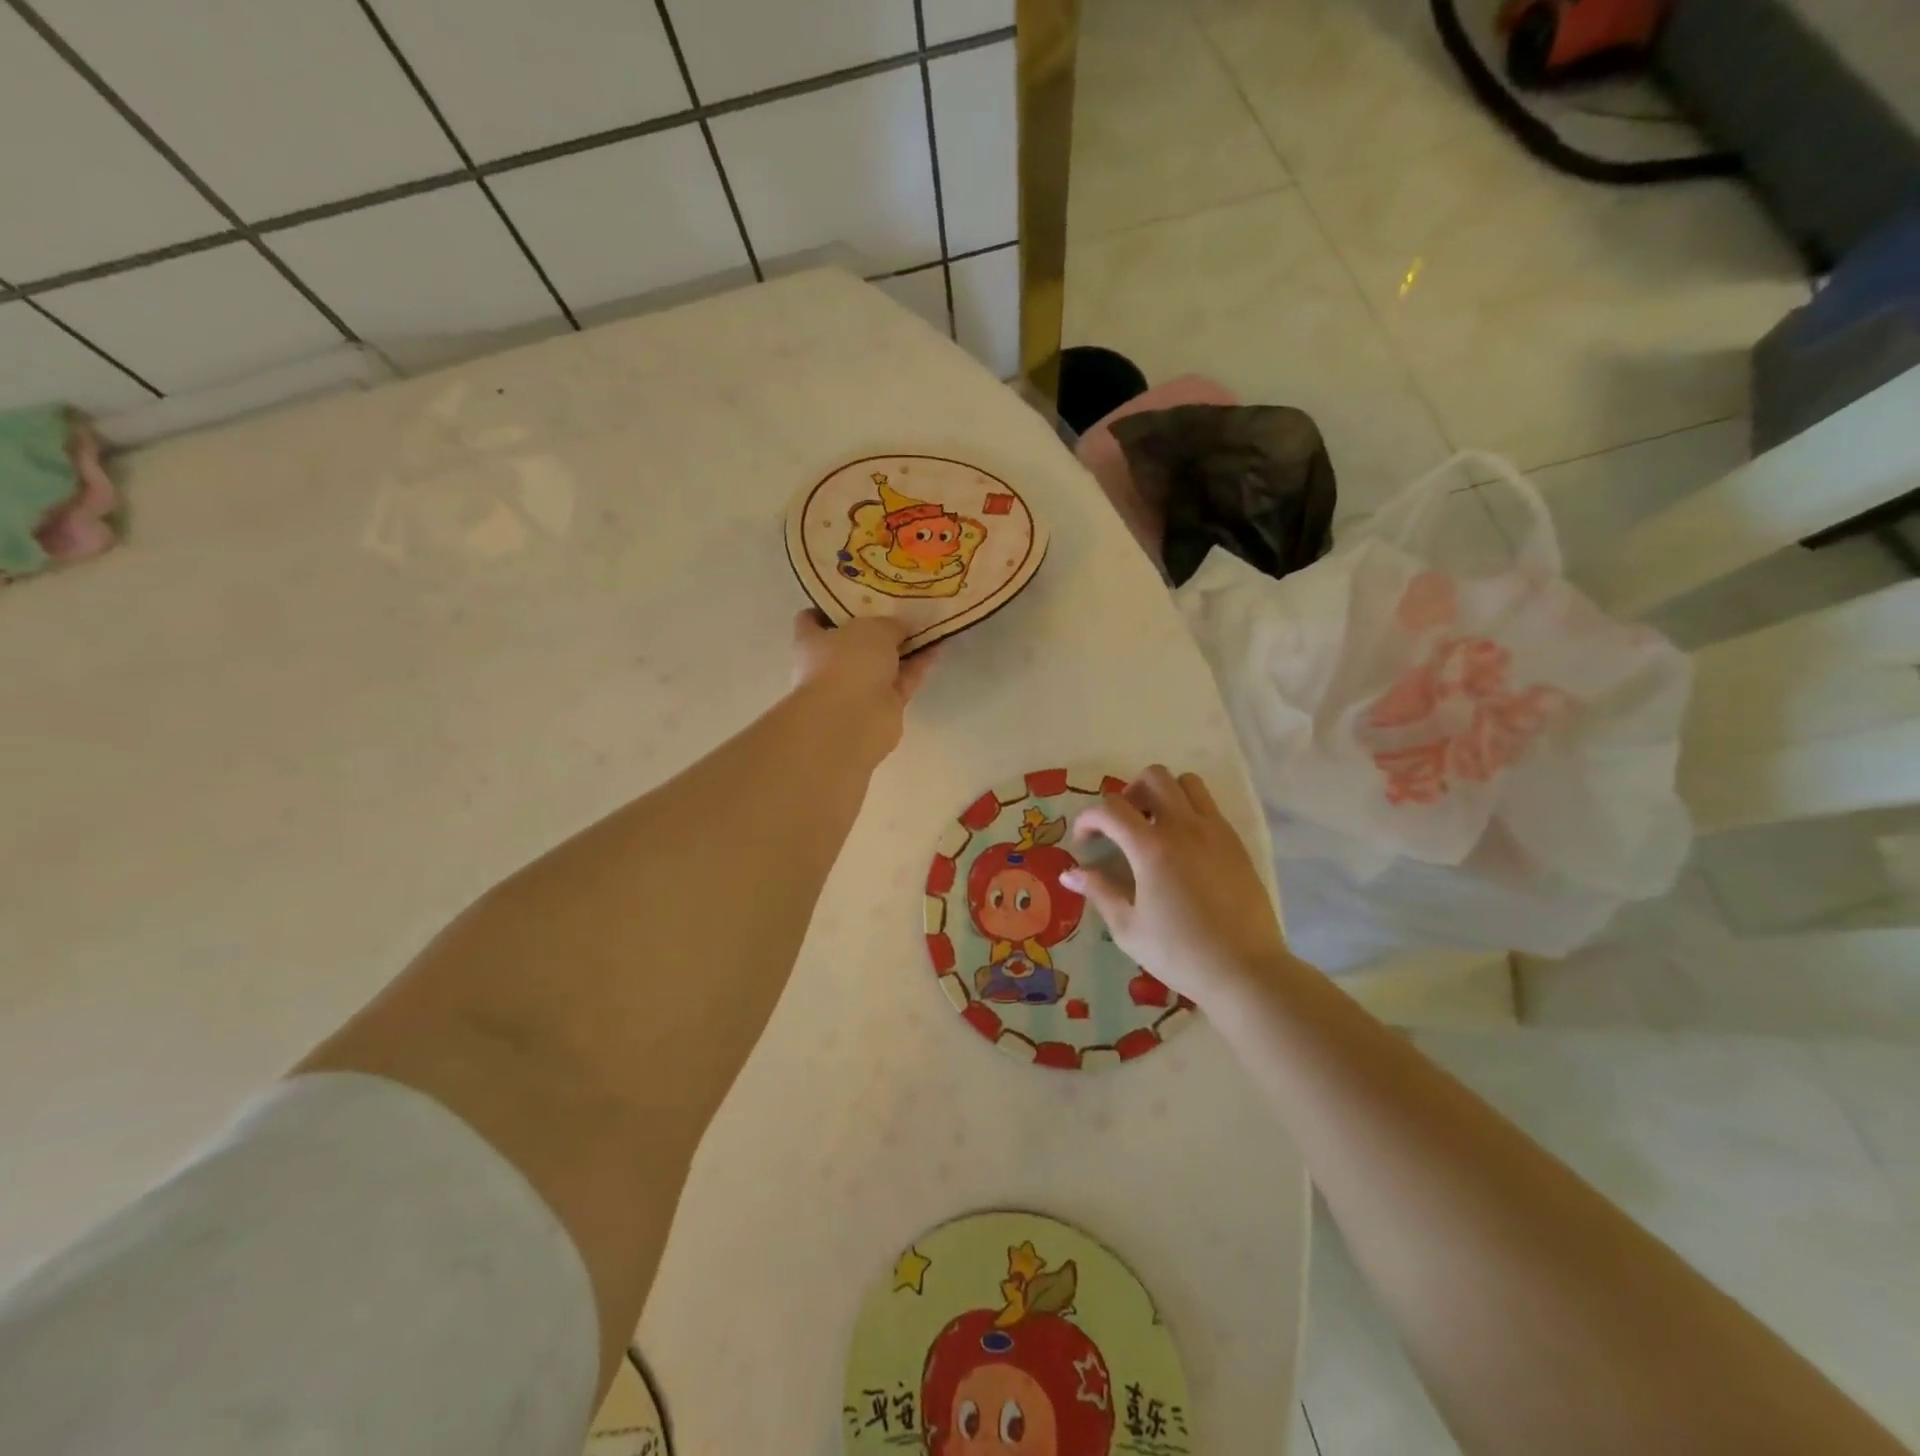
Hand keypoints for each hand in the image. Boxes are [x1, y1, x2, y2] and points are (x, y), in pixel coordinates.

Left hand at [789, 610, 936, 755]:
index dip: (829, 607)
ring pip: (883, 663)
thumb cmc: (848, 662)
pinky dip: (918, 666)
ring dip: (904, 647)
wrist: (854, 719)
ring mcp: (857, 688)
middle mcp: (831, 665)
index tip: (854, 594)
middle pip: (854, 642)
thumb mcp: (872, 628)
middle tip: (902, 606)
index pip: (811, 620)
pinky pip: (902, 680)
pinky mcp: (882, 707)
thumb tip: (902, 627)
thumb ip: (890, 624)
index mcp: (811, 642)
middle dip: (877, 627)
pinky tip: (938, 647)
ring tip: (928, 623)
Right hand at [1060, 765, 1288, 1005]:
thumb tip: (1069, 873)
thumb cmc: (1180, 953)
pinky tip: (1183, 846)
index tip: (1084, 842)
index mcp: (1151, 847)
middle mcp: (1184, 827)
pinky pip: (1209, 806)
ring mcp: (1214, 831)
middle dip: (1129, 793)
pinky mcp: (1236, 843)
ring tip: (1154, 826)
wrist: (1246, 970)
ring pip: (1186, 783)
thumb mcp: (1128, 928)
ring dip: (1164, 794)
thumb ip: (1099, 891)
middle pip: (1153, 777)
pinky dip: (1189, 810)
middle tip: (1122, 825)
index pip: (1110, 808)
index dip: (1089, 818)